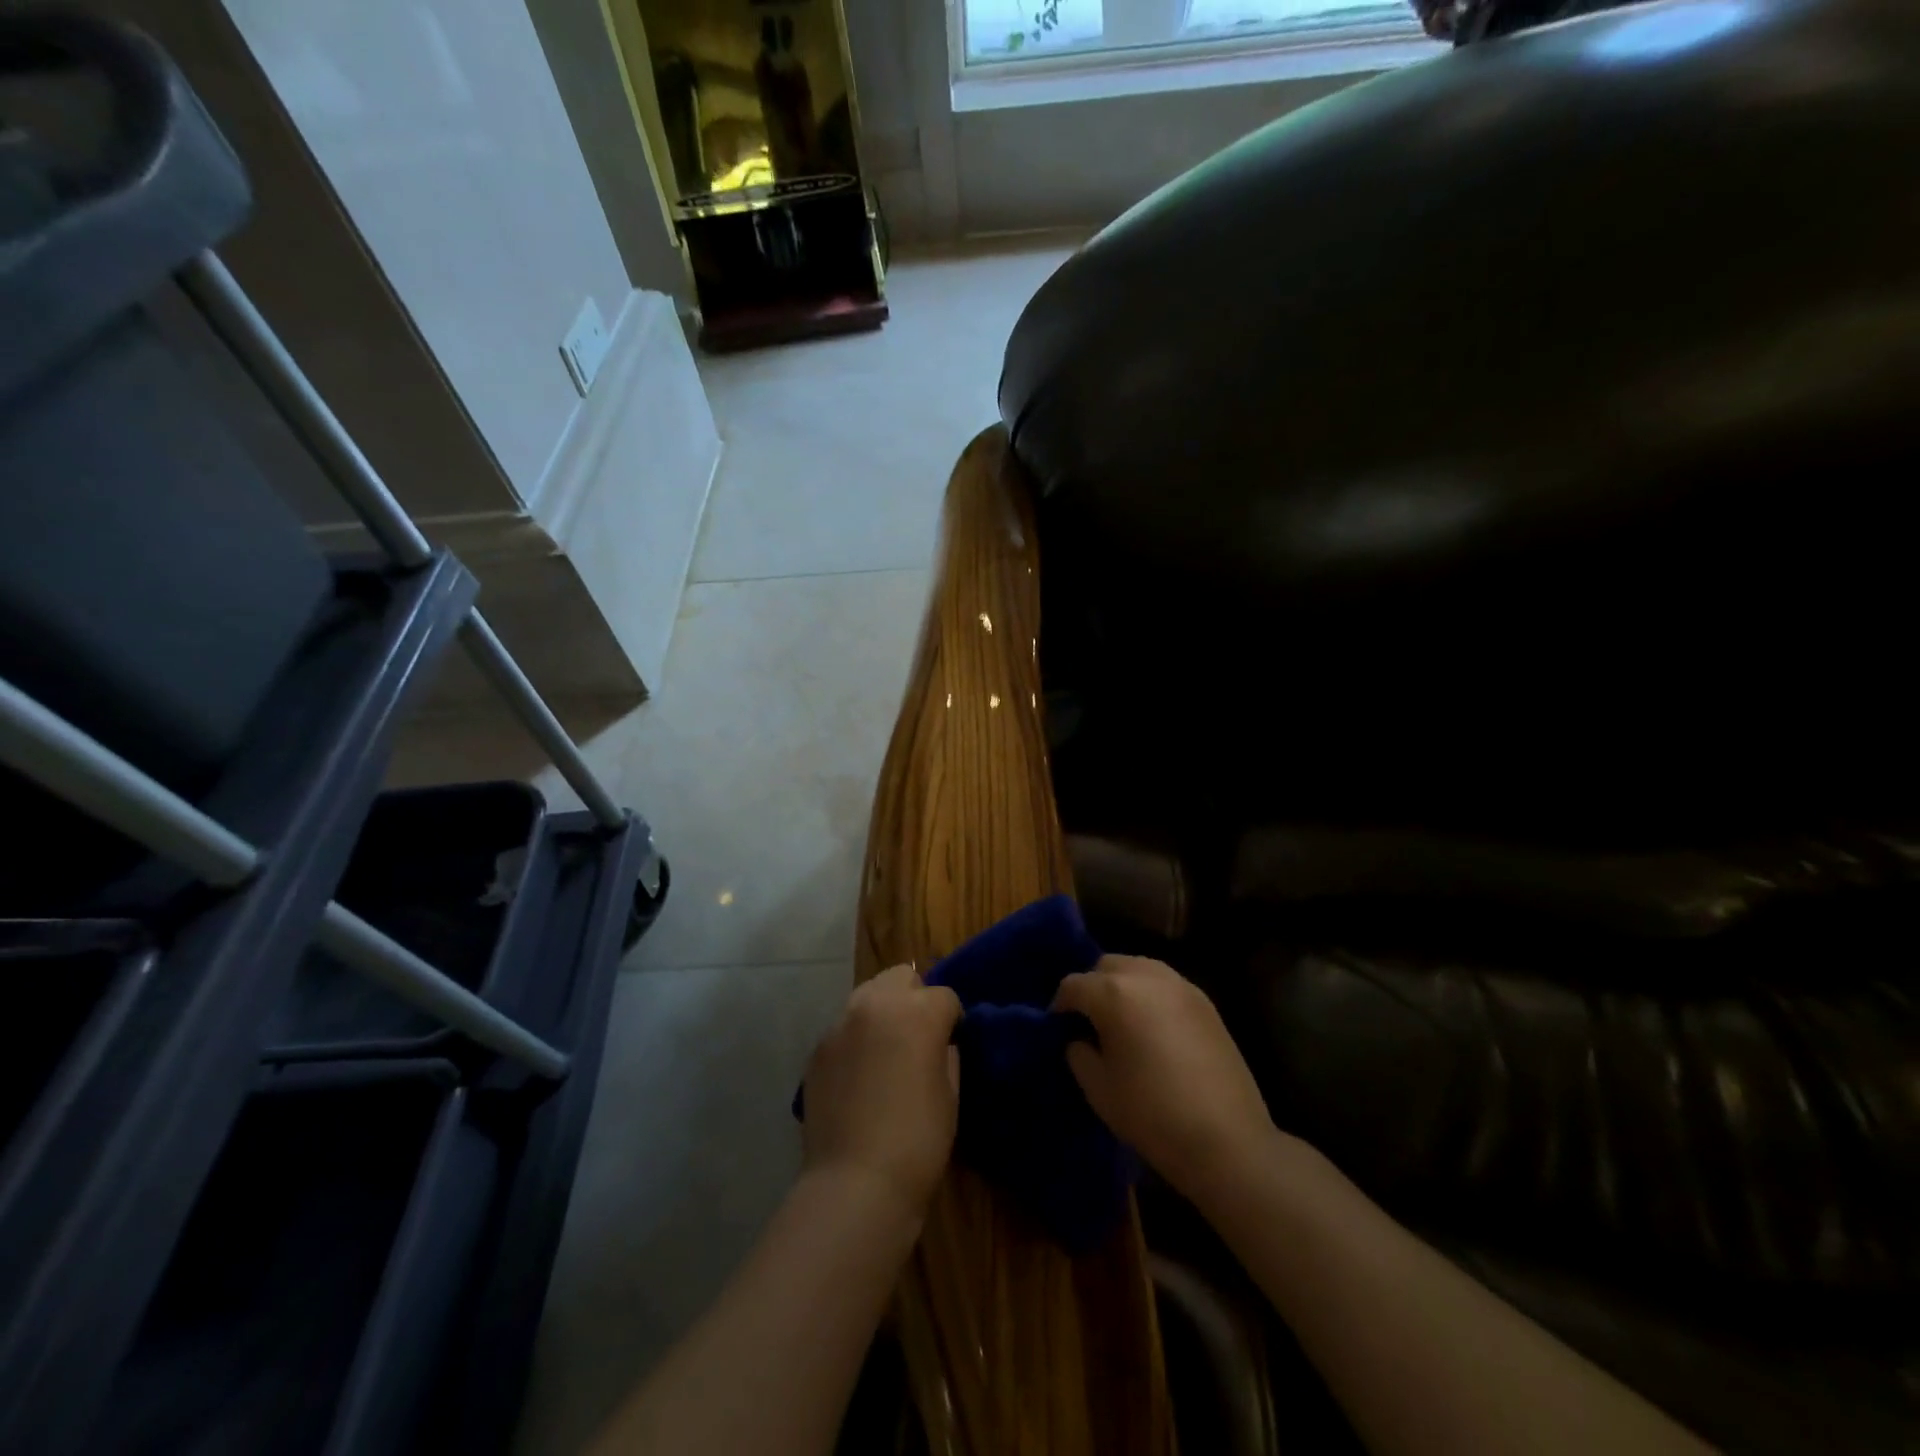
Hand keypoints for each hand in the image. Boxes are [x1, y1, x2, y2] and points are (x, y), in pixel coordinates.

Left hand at [800, 965, 962, 1220]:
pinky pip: (844, 1026)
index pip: (945, 995)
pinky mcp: (818, 1046)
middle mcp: (877, 1003)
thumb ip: (947, 1053)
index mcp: (919, 1011)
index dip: (952, 1020)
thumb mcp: (951, 1093)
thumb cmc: (918, 1140)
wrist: (855, 1182)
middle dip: (915, 998)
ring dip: (883, 1011)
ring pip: (868, 994)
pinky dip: (856, 1037)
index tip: (951, 1044)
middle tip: (918, 1037)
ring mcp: (841, 1022)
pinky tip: (859, 1074)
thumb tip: (939, 1042)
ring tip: (885, 1050)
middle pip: (902, 977)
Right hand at [1053, 955, 1276, 1208]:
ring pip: (1138, 967)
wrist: (1227, 1140)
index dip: (1060, 1005)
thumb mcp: (1098, 1088)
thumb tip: (1080, 1038)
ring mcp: (1180, 985)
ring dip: (1122, 984)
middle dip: (1092, 987)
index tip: (1058, 1028)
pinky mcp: (1205, 1001)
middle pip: (1106, 965)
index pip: (1073, 985)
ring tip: (1121, 1020)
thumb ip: (1079, 1052)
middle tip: (1089, 1021)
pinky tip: (1152, 1027)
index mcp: (1113, 993)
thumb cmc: (1151, 1114)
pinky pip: (1165, 983)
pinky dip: (1150, 994)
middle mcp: (1146, 976)